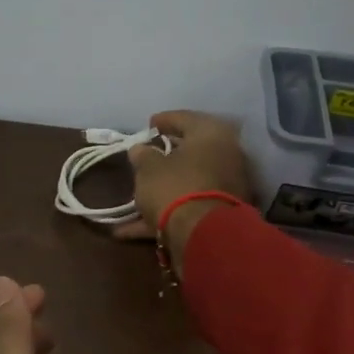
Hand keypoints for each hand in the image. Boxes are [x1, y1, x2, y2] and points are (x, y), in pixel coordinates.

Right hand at [111, 110, 257, 266]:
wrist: (203, 235)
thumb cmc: (174, 187)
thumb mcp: (148, 167)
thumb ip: (143, 154)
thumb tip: (140, 149)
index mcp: (211, 134)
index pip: (184, 118)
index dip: (162, 120)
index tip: (147, 125)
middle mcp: (225, 156)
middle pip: (191, 151)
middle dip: (166, 154)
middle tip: (146, 154)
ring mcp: (225, 186)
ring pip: (188, 181)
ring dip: (163, 187)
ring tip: (136, 193)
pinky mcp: (218, 214)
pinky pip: (187, 206)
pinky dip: (162, 214)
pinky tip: (129, 230)